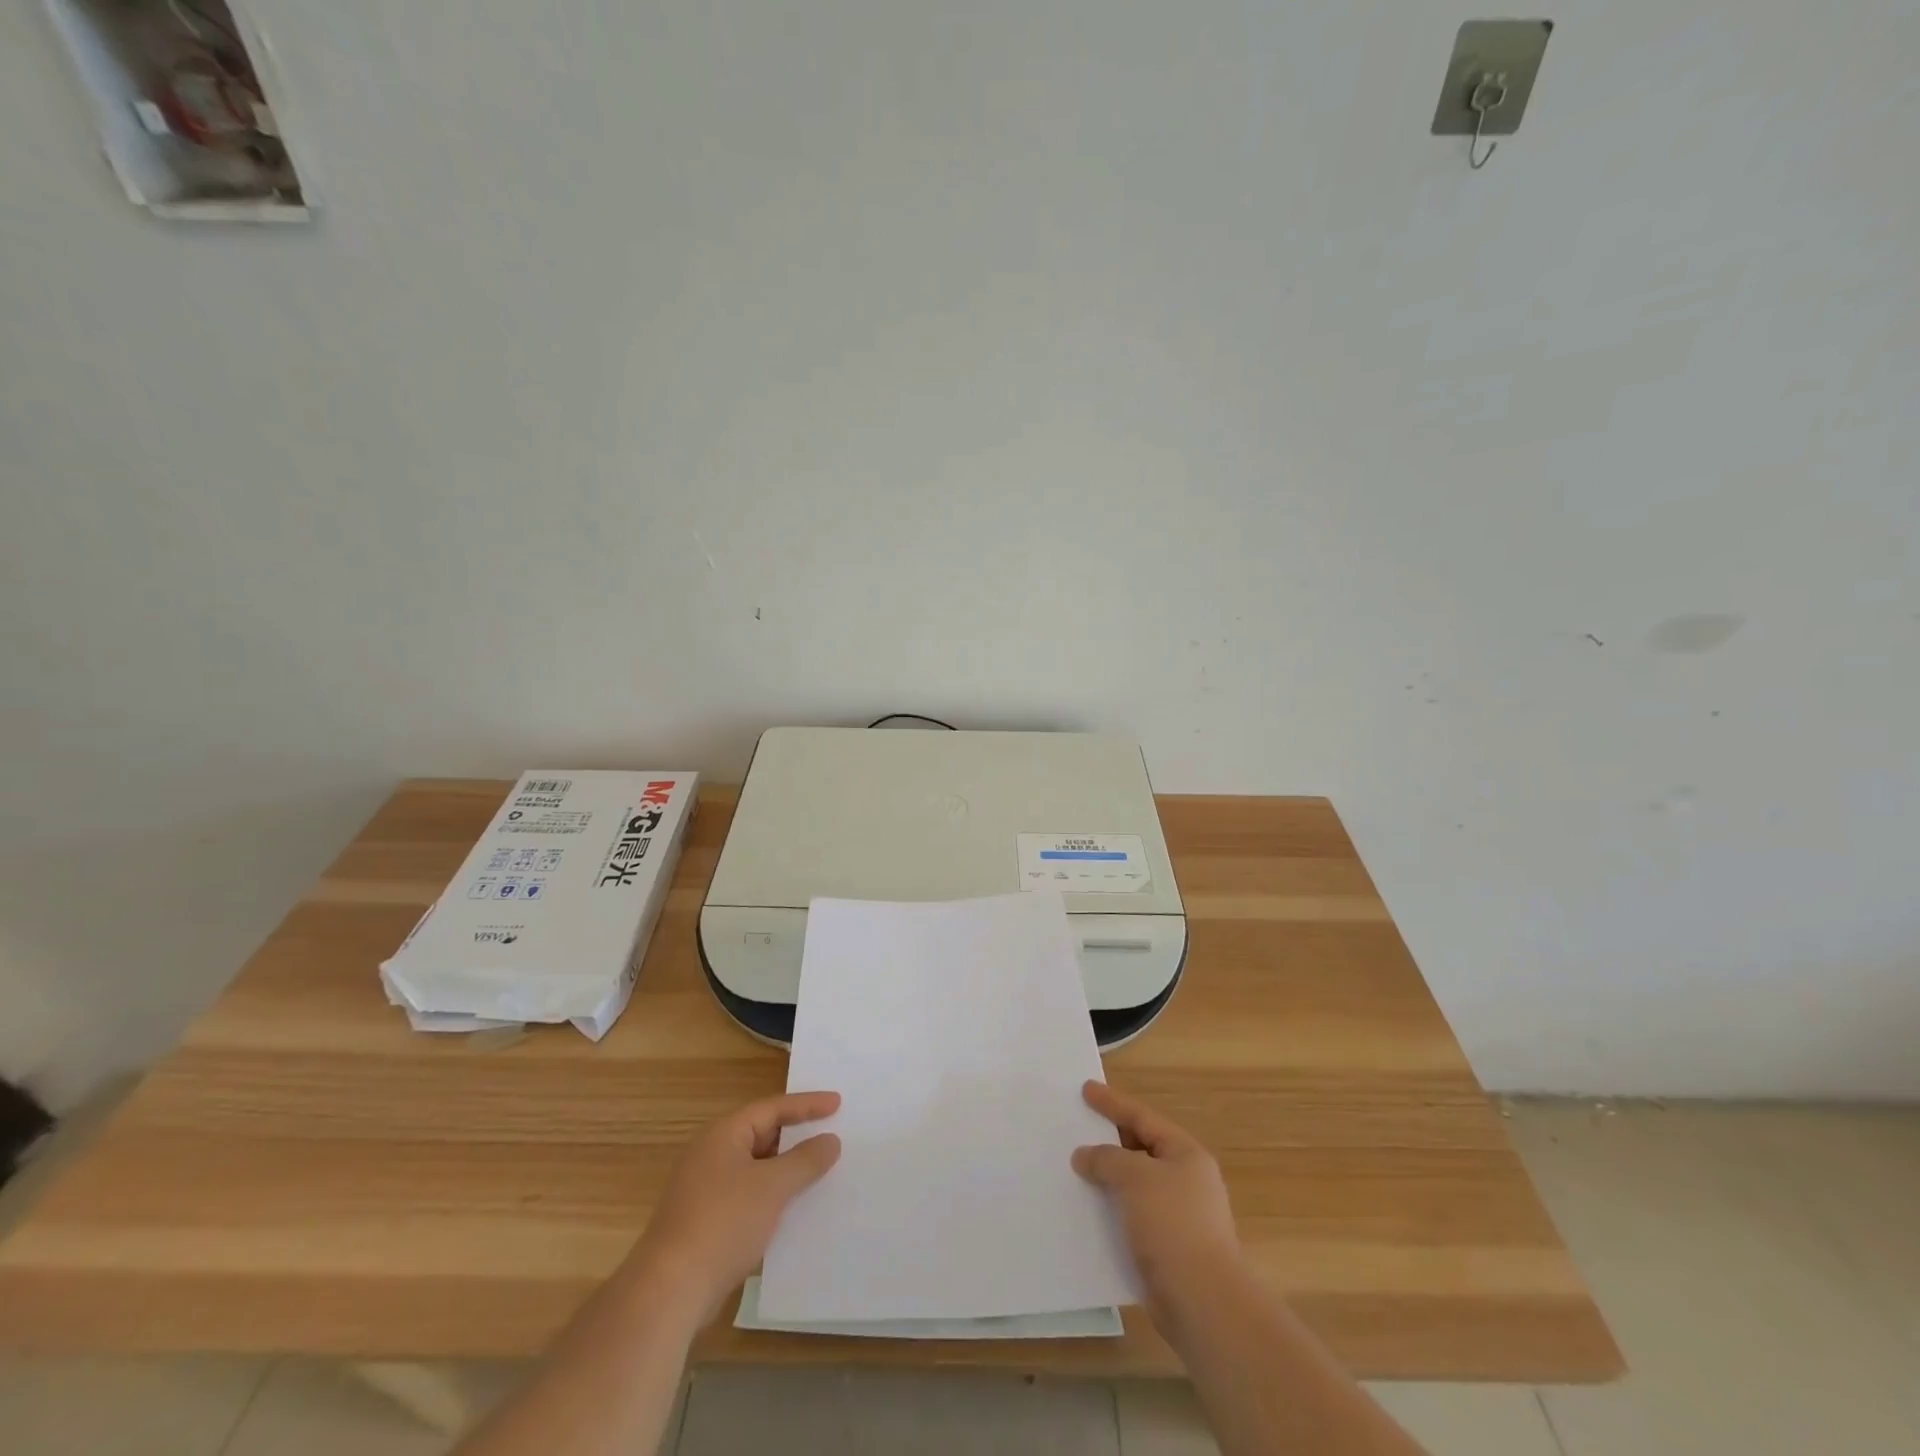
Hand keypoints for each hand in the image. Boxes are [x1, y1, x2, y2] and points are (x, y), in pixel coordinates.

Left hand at [622, 1091, 841, 1321]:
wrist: (669, 1291)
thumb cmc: (723, 1223)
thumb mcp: (772, 1186)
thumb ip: (805, 1160)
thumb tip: (830, 1140)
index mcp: (723, 1134)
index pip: (772, 1108)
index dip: (807, 1104)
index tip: (837, 1103)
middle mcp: (712, 1153)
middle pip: (762, 1134)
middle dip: (797, 1136)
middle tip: (832, 1132)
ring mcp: (705, 1188)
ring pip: (756, 1168)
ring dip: (786, 1169)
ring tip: (820, 1170)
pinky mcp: (706, 1221)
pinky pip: (748, 1195)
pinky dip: (772, 1196)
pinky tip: (793, 1210)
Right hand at [1072, 1081, 1242, 1324]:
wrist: (1204, 1303)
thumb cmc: (1173, 1225)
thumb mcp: (1135, 1177)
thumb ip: (1106, 1159)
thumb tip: (1085, 1155)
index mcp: (1185, 1154)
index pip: (1142, 1117)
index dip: (1112, 1102)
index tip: (1085, 1089)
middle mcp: (1186, 1180)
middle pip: (1140, 1149)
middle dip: (1108, 1140)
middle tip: (1077, 1128)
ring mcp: (1178, 1216)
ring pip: (1134, 1185)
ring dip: (1107, 1178)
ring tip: (1075, 1169)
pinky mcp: (1168, 1248)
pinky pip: (1132, 1216)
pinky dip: (1111, 1210)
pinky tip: (1087, 1212)